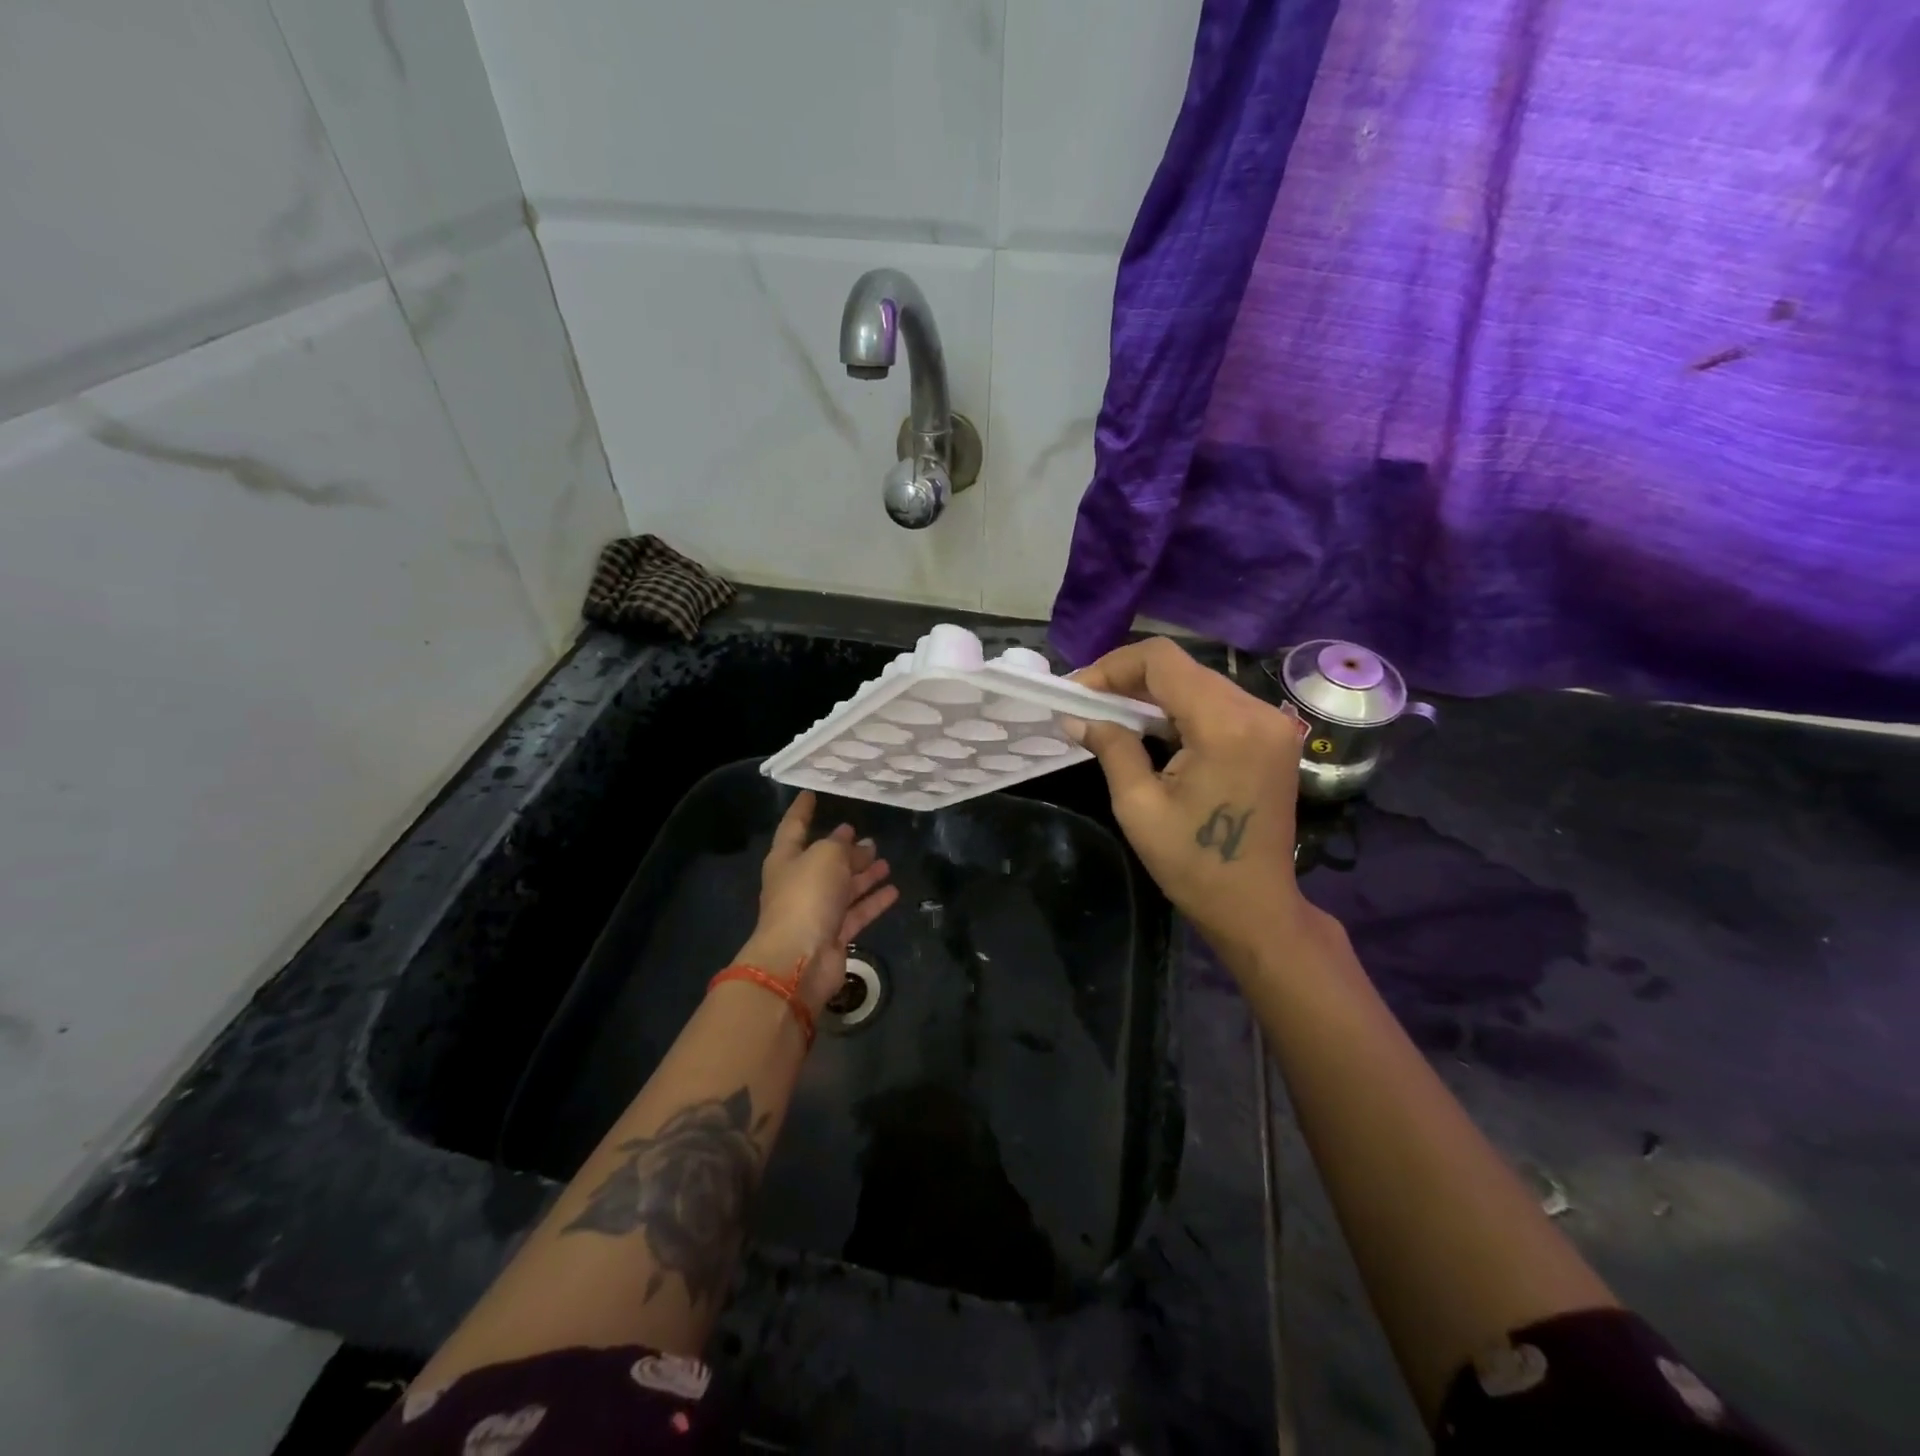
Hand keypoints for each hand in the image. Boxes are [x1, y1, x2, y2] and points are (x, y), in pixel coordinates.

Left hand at [738, 791, 898, 1014]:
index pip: (793, 826)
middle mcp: (799, 883)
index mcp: (786, 859)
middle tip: (869, 837)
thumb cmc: (806, 896)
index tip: (811, 793)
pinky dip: (873, 900)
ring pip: (843, 886)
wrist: (799, 958)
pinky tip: (893, 890)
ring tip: (885, 861)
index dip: (802, 809)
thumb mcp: (826, 856)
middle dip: (845, 849)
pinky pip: (856, 911)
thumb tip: (852, 838)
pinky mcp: (834, 934)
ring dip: (863, 874)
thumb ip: (841, 844)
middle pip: (824, 860)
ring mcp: (816, 910)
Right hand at [1072, 638, 1309, 962]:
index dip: (1113, 667)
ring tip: (1111, 716)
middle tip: (1088, 705)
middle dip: (1129, 679)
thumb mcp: (1139, 806)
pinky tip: (1151, 729)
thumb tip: (1076, 717)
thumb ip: (1111, 748)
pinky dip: (1179, 707)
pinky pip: (1217, 702)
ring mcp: (1271, 722)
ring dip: (1153, 693)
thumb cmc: (1194, 864)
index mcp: (1225, 726)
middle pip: (1182, 667)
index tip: (1079, 693)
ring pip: (1198, 681)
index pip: (1162, 660)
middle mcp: (1256, 711)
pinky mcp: (1273, 736)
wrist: (1256, 906)